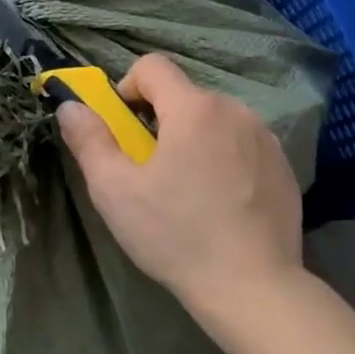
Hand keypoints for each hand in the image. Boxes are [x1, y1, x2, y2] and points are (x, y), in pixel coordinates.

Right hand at [56, 53, 301, 301]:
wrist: (253, 287)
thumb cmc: (176, 235)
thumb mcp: (115, 191)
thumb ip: (89, 140)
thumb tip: (71, 106)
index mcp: (194, 108)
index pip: (153, 66)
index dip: (129, 88)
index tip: (124, 129)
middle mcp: (235, 110)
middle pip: (185, 96)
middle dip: (161, 121)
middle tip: (152, 171)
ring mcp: (265, 137)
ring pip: (215, 121)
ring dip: (195, 139)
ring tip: (188, 191)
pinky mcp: (283, 165)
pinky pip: (243, 145)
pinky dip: (226, 159)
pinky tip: (222, 204)